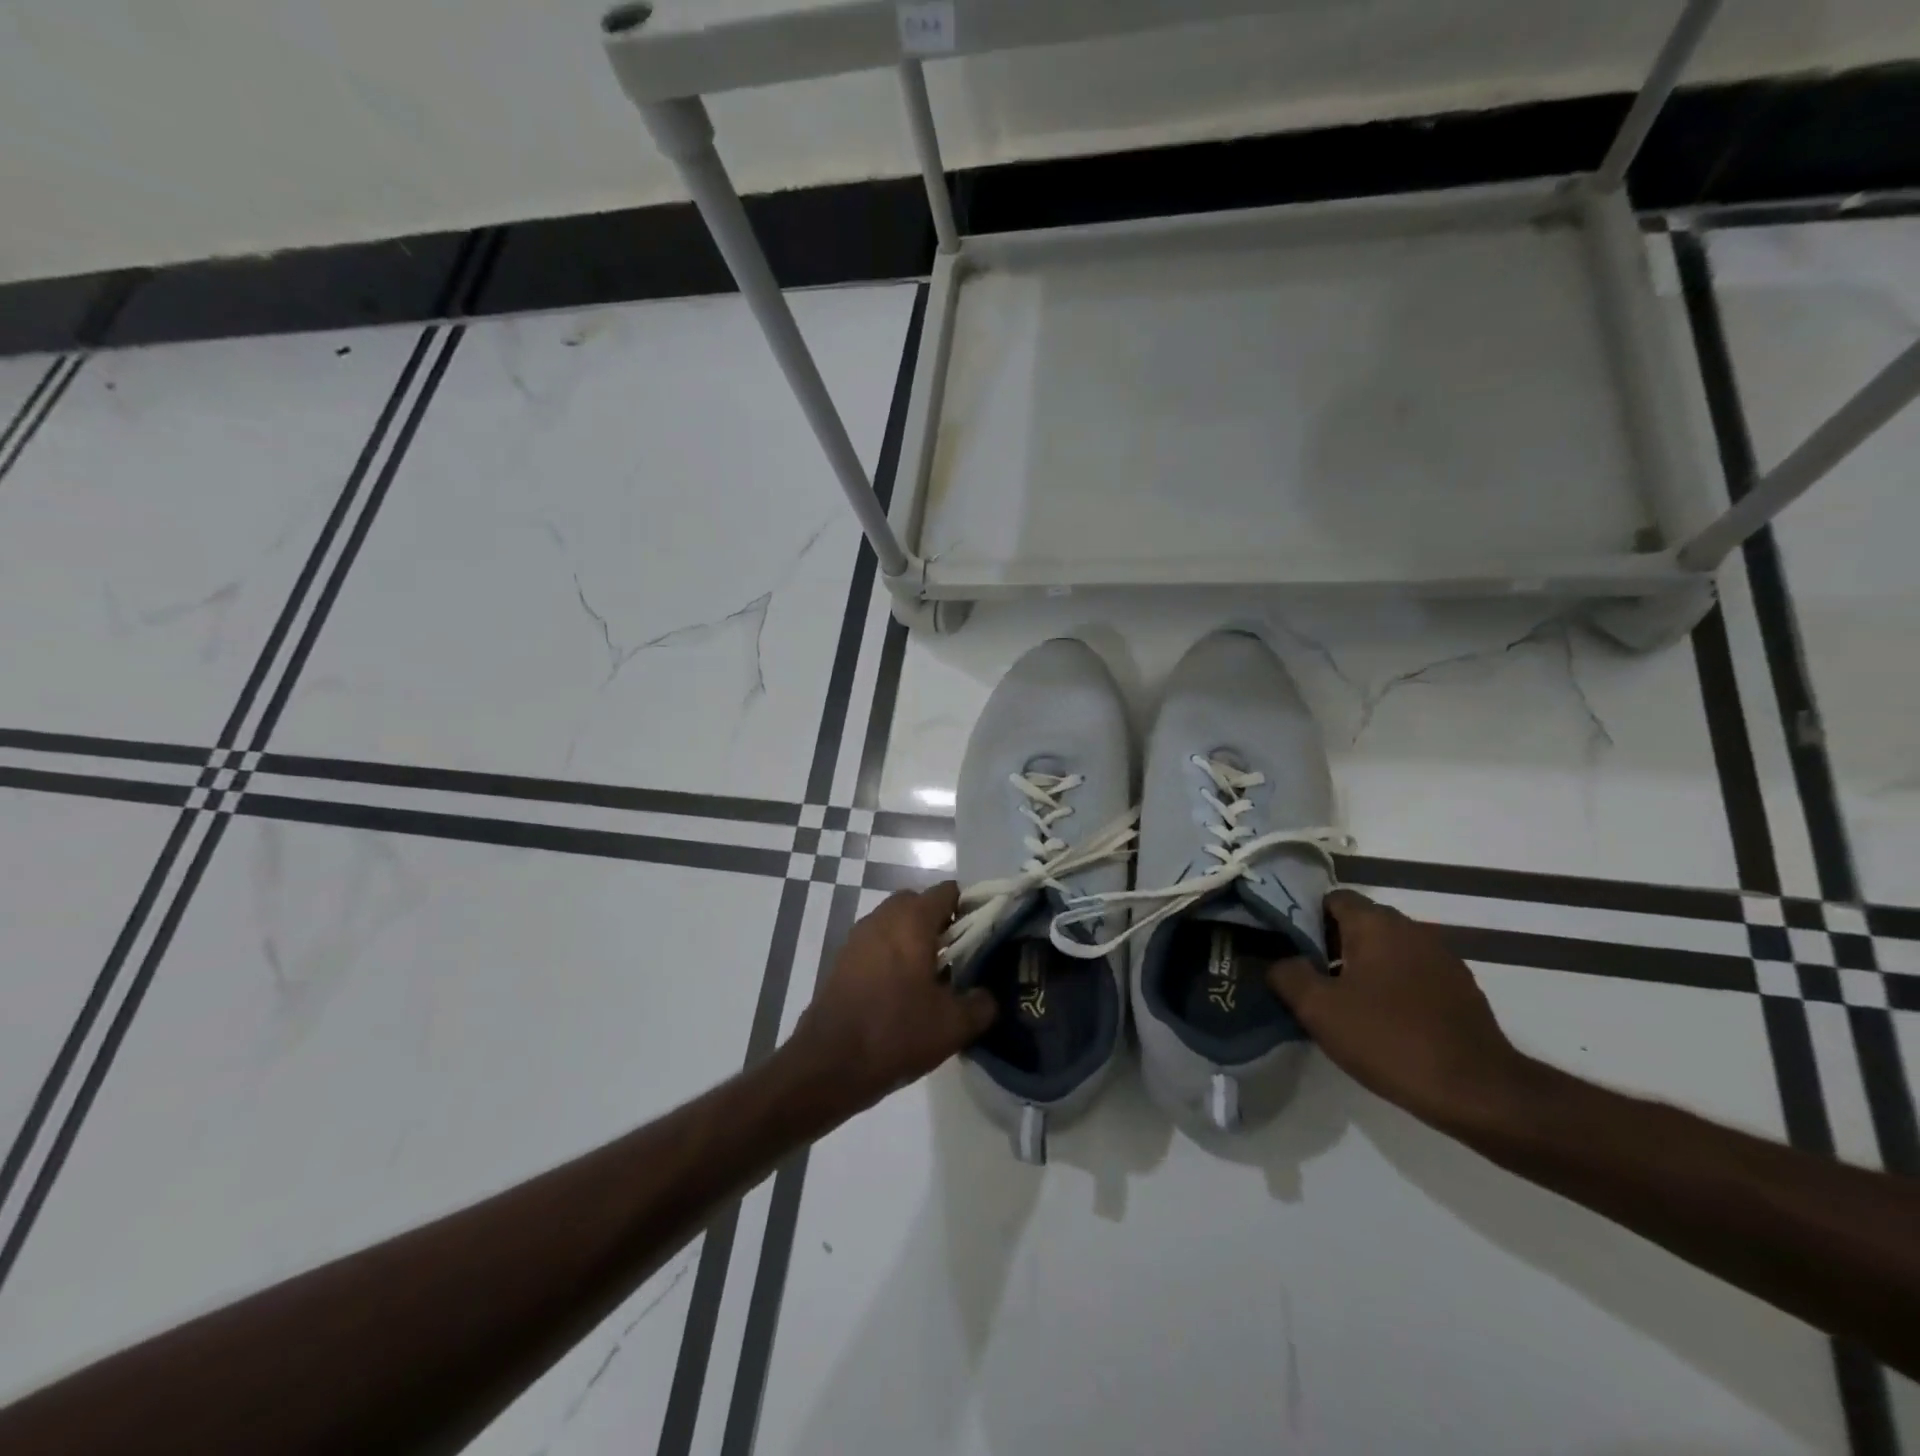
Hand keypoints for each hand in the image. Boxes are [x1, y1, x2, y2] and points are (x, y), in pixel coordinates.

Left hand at [786, 883, 996, 1116]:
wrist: (829, 1064)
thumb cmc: (896, 1032)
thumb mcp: (954, 1025)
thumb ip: (982, 1004)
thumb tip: (987, 995)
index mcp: (912, 919)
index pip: (948, 892)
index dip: (969, 910)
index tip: (981, 938)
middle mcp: (882, 917)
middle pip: (919, 904)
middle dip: (939, 924)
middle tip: (957, 959)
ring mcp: (857, 937)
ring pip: (895, 924)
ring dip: (913, 940)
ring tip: (930, 980)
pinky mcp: (842, 959)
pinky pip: (876, 944)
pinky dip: (891, 956)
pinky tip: (900, 993)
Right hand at [1268, 889, 1534, 1129]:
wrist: (1479, 1092)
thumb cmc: (1390, 1040)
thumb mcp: (1319, 1009)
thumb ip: (1288, 975)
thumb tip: (1282, 962)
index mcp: (1376, 923)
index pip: (1331, 899)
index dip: (1306, 918)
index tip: (1291, 949)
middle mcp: (1412, 928)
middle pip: (1360, 923)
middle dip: (1332, 945)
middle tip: (1311, 980)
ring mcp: (1442, 957)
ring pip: (1387, 949)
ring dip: (1364, 967)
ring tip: (1345, 1004)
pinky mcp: (1461, 988)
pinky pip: (1413, 974)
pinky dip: (1394, 986)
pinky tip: (1384, 1021)